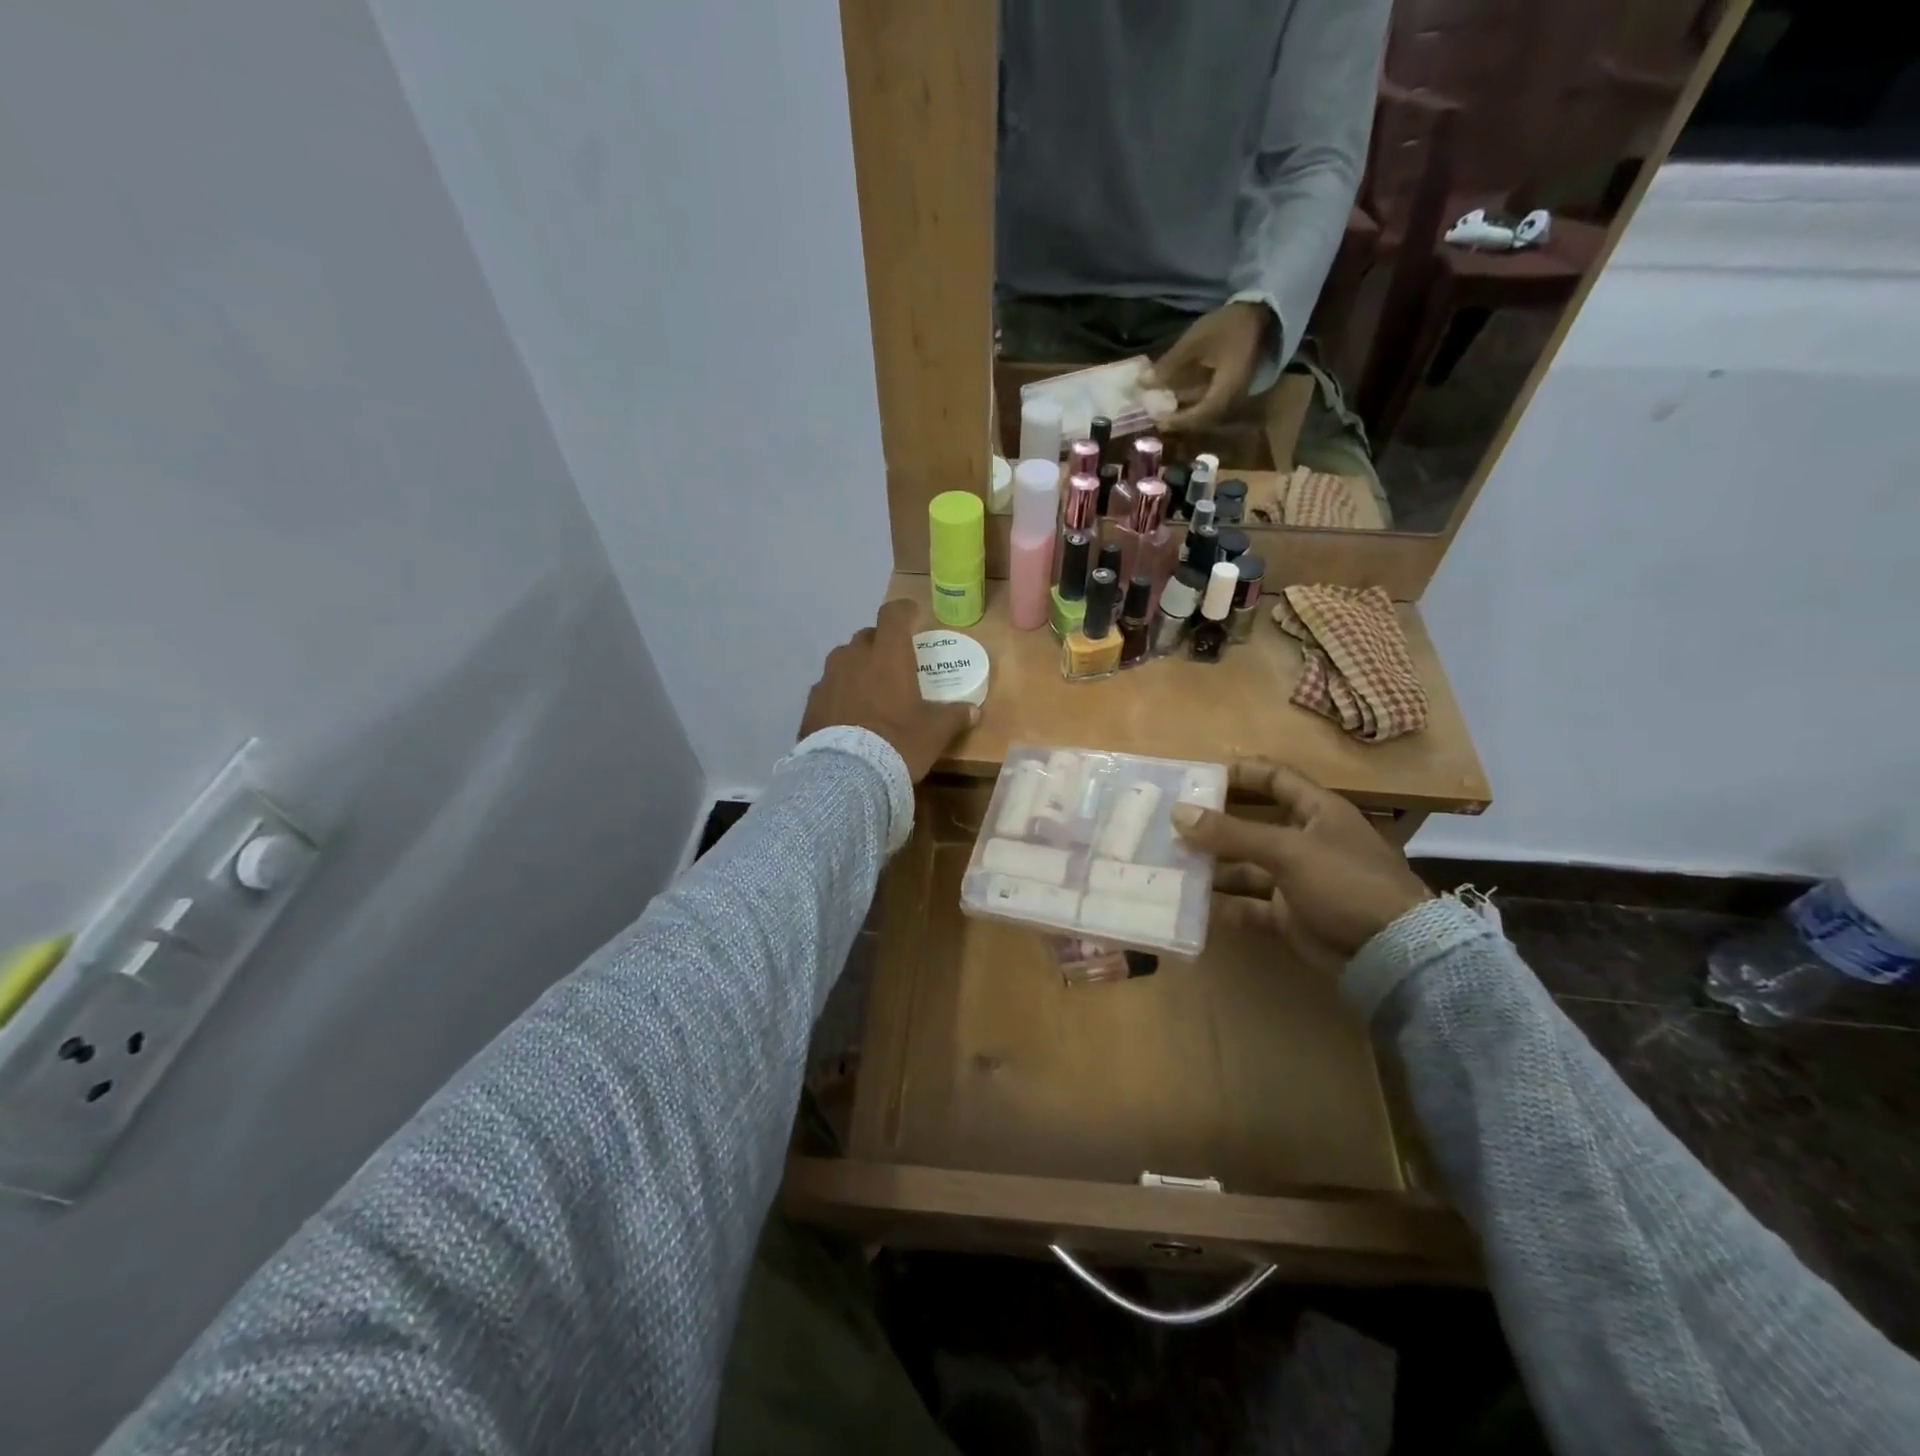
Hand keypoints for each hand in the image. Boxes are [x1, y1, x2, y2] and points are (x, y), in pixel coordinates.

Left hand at [799, 599, 977, 782]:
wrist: (845, 775)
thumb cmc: (897, 742)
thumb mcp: (934, 733)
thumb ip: (954, 717)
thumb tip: (973, 712)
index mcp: (887, 655)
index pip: (893, 615)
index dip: (904, 612)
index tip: (912, 616)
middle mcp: (854, 657)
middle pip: (867, 637)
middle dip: (880, 644)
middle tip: (893, 663)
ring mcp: (828, 678)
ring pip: (844, 660)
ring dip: (857, 668)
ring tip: (869, 690)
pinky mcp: (811, 702)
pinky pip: (828, 687)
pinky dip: (839, 693)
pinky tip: (848, 714)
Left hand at [1149, 301, 1271, 431]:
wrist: (1262, 311)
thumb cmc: (1229, 325)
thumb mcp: (1195, 342)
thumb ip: (1169, 364)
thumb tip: (1143, 383)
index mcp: (1227, 390)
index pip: (1199, 416)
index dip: (1177, 421)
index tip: (1157, 419)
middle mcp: (1234, 399)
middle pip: (1203, 420)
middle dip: (1179, 419)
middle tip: (1156, 415)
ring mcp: (1236, 395)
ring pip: (1207, 413)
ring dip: (1186, 412)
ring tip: (1163, 406)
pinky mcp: (1234, 388)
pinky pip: (1212, 403)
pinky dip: (1194, 402)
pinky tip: (1179, 396)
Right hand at [1171, 759, 1431, 969]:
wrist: (1392, 953)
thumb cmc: (1345, 882)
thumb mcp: (1287, 850)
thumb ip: (1231, 833)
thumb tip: (1178, 812)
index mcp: (1318, 811)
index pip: (1276, 779)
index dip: (1241, 773)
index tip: (1199, 777)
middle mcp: (1306, 841)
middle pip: (1252, 824)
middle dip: (1215, 825)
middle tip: (1171, 823)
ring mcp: (1298, 880)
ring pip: (1246, 867)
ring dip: (1213, 866)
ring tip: (1171, 863)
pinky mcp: (1290, 916)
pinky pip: (1249, 904)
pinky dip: (1224, 904)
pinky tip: (1192, 903)